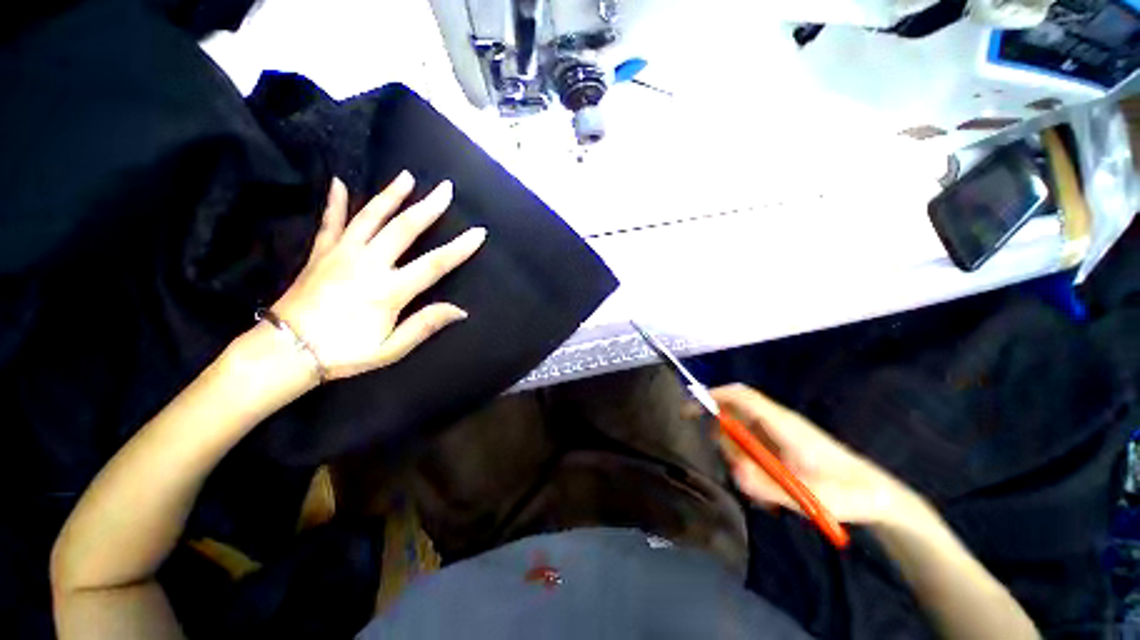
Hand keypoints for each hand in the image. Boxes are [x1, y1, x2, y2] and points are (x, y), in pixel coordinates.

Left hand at [271, 172, 485, 379]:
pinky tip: (338, 182)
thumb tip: (460, 310)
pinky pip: (330, 222)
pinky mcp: (320, 253)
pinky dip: (335, 202)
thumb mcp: (390, 349)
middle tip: (446, 188)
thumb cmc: (344, 352)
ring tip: (406, 176)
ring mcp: (341, 254)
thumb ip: (424, 325)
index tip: (479, 232)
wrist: (286, 350)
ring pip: (370, 217)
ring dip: (391, 195)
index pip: (434, 264)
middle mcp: (368, 264)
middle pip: (404, 229)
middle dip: (428, 207)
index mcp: (389, 290)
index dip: (460, 248)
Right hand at [709, 384, 920, 525]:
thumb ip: (767, 483)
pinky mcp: (782, 448)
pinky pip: (754, 450)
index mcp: (781, 422)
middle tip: (739, 470)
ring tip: (764, 492)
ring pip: (741, 436)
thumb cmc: (846, 492)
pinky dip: (753, 469)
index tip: (689, 409)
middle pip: (734, 416)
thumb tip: (734, 469)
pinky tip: (771, 493)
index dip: (712, 395)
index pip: (740, 396)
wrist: (877, 497)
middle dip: (726, 440)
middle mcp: (775, 423)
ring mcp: (778, 435)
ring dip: (741, 461)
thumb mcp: (806, 494)